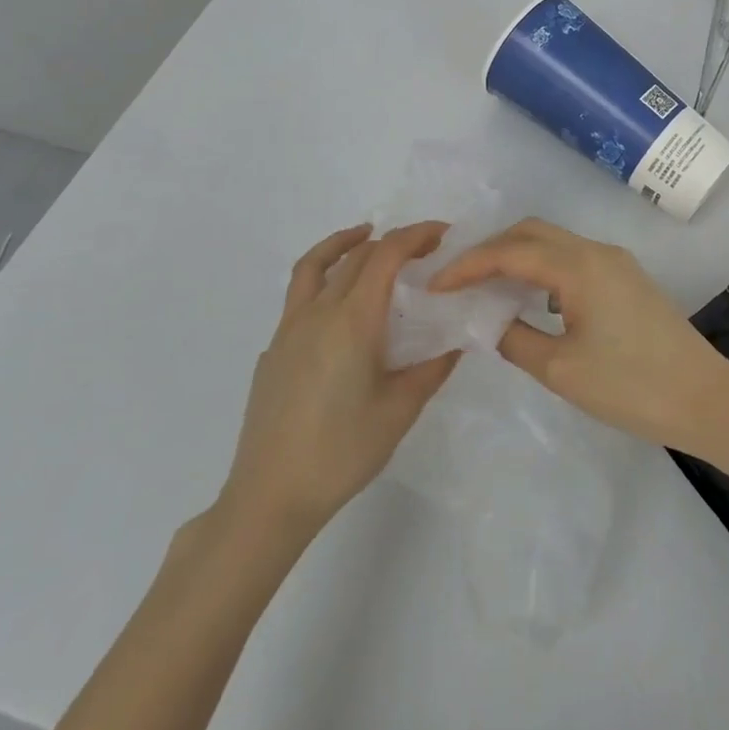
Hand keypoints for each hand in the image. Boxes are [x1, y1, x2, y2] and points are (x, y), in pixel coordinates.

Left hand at [215, 222, 457, 545]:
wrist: (270, 496)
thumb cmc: (342, 451)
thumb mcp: (400, 410)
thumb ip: (432, 368)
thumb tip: (458, 341)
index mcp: (353, 319)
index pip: (386, 255)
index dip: (415, 235)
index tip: (442, 233)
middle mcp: (318, 312)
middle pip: (356, 256)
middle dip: (392, 241)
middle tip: (423, 249)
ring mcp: (288, 329)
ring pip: (315, 266)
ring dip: (344, 244)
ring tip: (364, 237)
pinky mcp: (272, 350)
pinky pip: (300, 298)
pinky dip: (324, 281)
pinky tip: (338, 312)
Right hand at [428, 218, 728, 453]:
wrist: (705, 399)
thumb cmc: (631, 387)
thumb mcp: (562, 370)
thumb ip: (515, 339)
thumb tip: (488, 321)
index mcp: (579, 266)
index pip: (510, 252)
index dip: (468, 264)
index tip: (436, 284)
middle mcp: (596, 251)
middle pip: (531, 232)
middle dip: (490, 249)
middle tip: (458, 279)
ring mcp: (615, 262)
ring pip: (553, 242)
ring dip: (516, 256)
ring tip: (485, 287)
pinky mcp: (626, 278)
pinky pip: (572, 259)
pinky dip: (542, 269)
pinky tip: (529, 299)